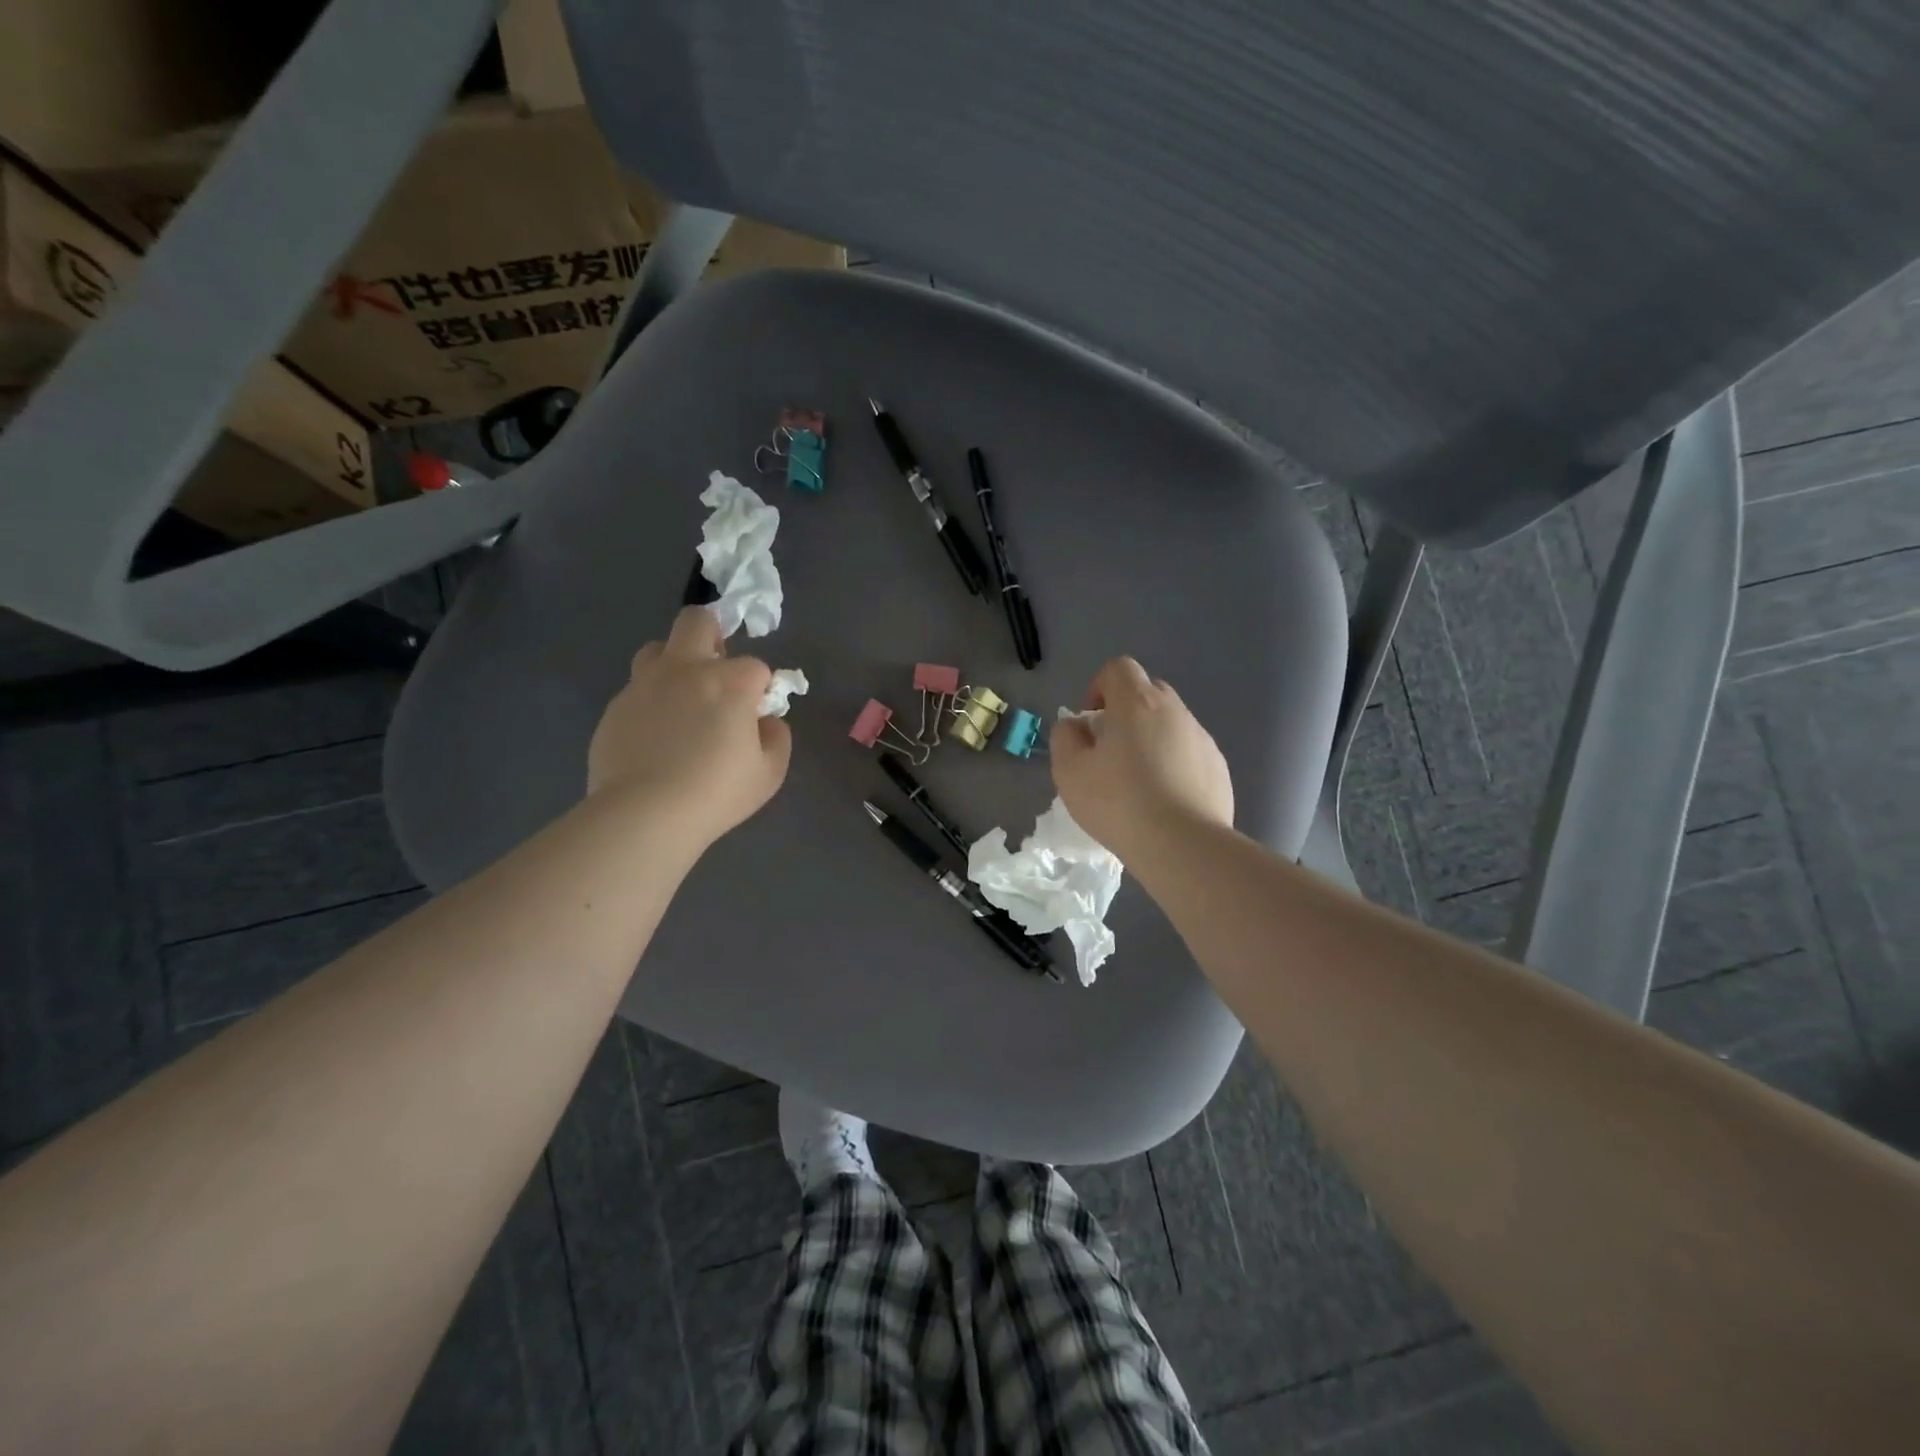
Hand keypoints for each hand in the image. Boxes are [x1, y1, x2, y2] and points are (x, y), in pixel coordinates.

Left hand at [587, 607, 791, 846]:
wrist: (644, 814)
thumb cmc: (716, 793)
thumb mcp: (769, 773)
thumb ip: (776, 738)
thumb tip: (766, 721)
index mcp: (728, 682)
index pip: (755, 666)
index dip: (759, 689)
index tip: (756, 716)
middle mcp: (685, 670)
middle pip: (697, 621)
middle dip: (712, 635)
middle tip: (716, 671)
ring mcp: (644, 686)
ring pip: (657, 649)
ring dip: (674, 664)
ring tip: (681, 701)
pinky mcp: (615, 708)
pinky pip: (636, 692)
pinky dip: (650, 704)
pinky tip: (654, 738)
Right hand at [1050, 657, 1232, 861]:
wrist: (1184, 846)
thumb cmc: (1119, 803)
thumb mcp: (1070, 772)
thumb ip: (1065, 738)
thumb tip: (1076, 726)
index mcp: (1137, 703)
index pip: (1119, 668)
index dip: (1099, 687)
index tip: (1091, 721)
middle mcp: (1175, 711)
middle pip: (1148, 692)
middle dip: (1126, 712)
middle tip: (1110, 750)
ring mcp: (1202, 738)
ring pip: (1171, 724)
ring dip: (1152, 739)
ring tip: (1138, 782)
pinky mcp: (1219, 768)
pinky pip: (1190, 753)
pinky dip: (1175, 764)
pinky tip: (1165, 801)